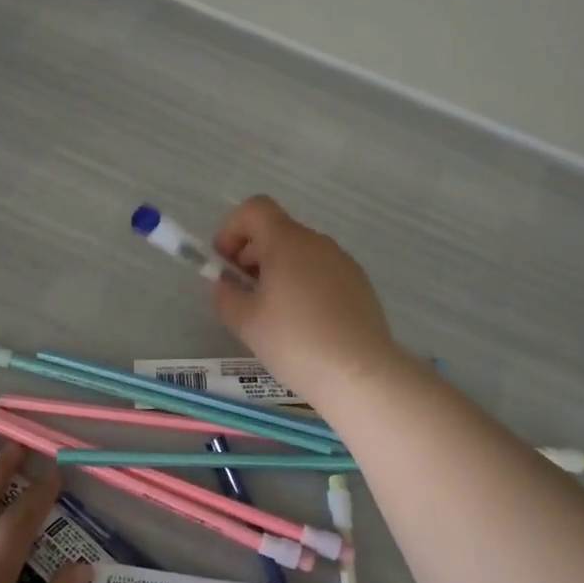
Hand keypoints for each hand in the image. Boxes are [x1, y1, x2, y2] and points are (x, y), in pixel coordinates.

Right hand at [210, 196, 402, 400]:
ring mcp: (343, 263)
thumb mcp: (246, 322)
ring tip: (272, 315)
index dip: (231, 229)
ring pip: (300, 254)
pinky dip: (303, 285)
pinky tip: (303, 325)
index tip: (224, 264)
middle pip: (277, 232)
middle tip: (242, 295)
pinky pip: (322, 273)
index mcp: (287, 242)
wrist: (359, 373)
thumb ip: (225, 297)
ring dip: (278, 272)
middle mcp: (318, 242)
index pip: (255, 209)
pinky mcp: (360, 285)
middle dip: (251, 255)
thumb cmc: (295, 341)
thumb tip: (224, 285)